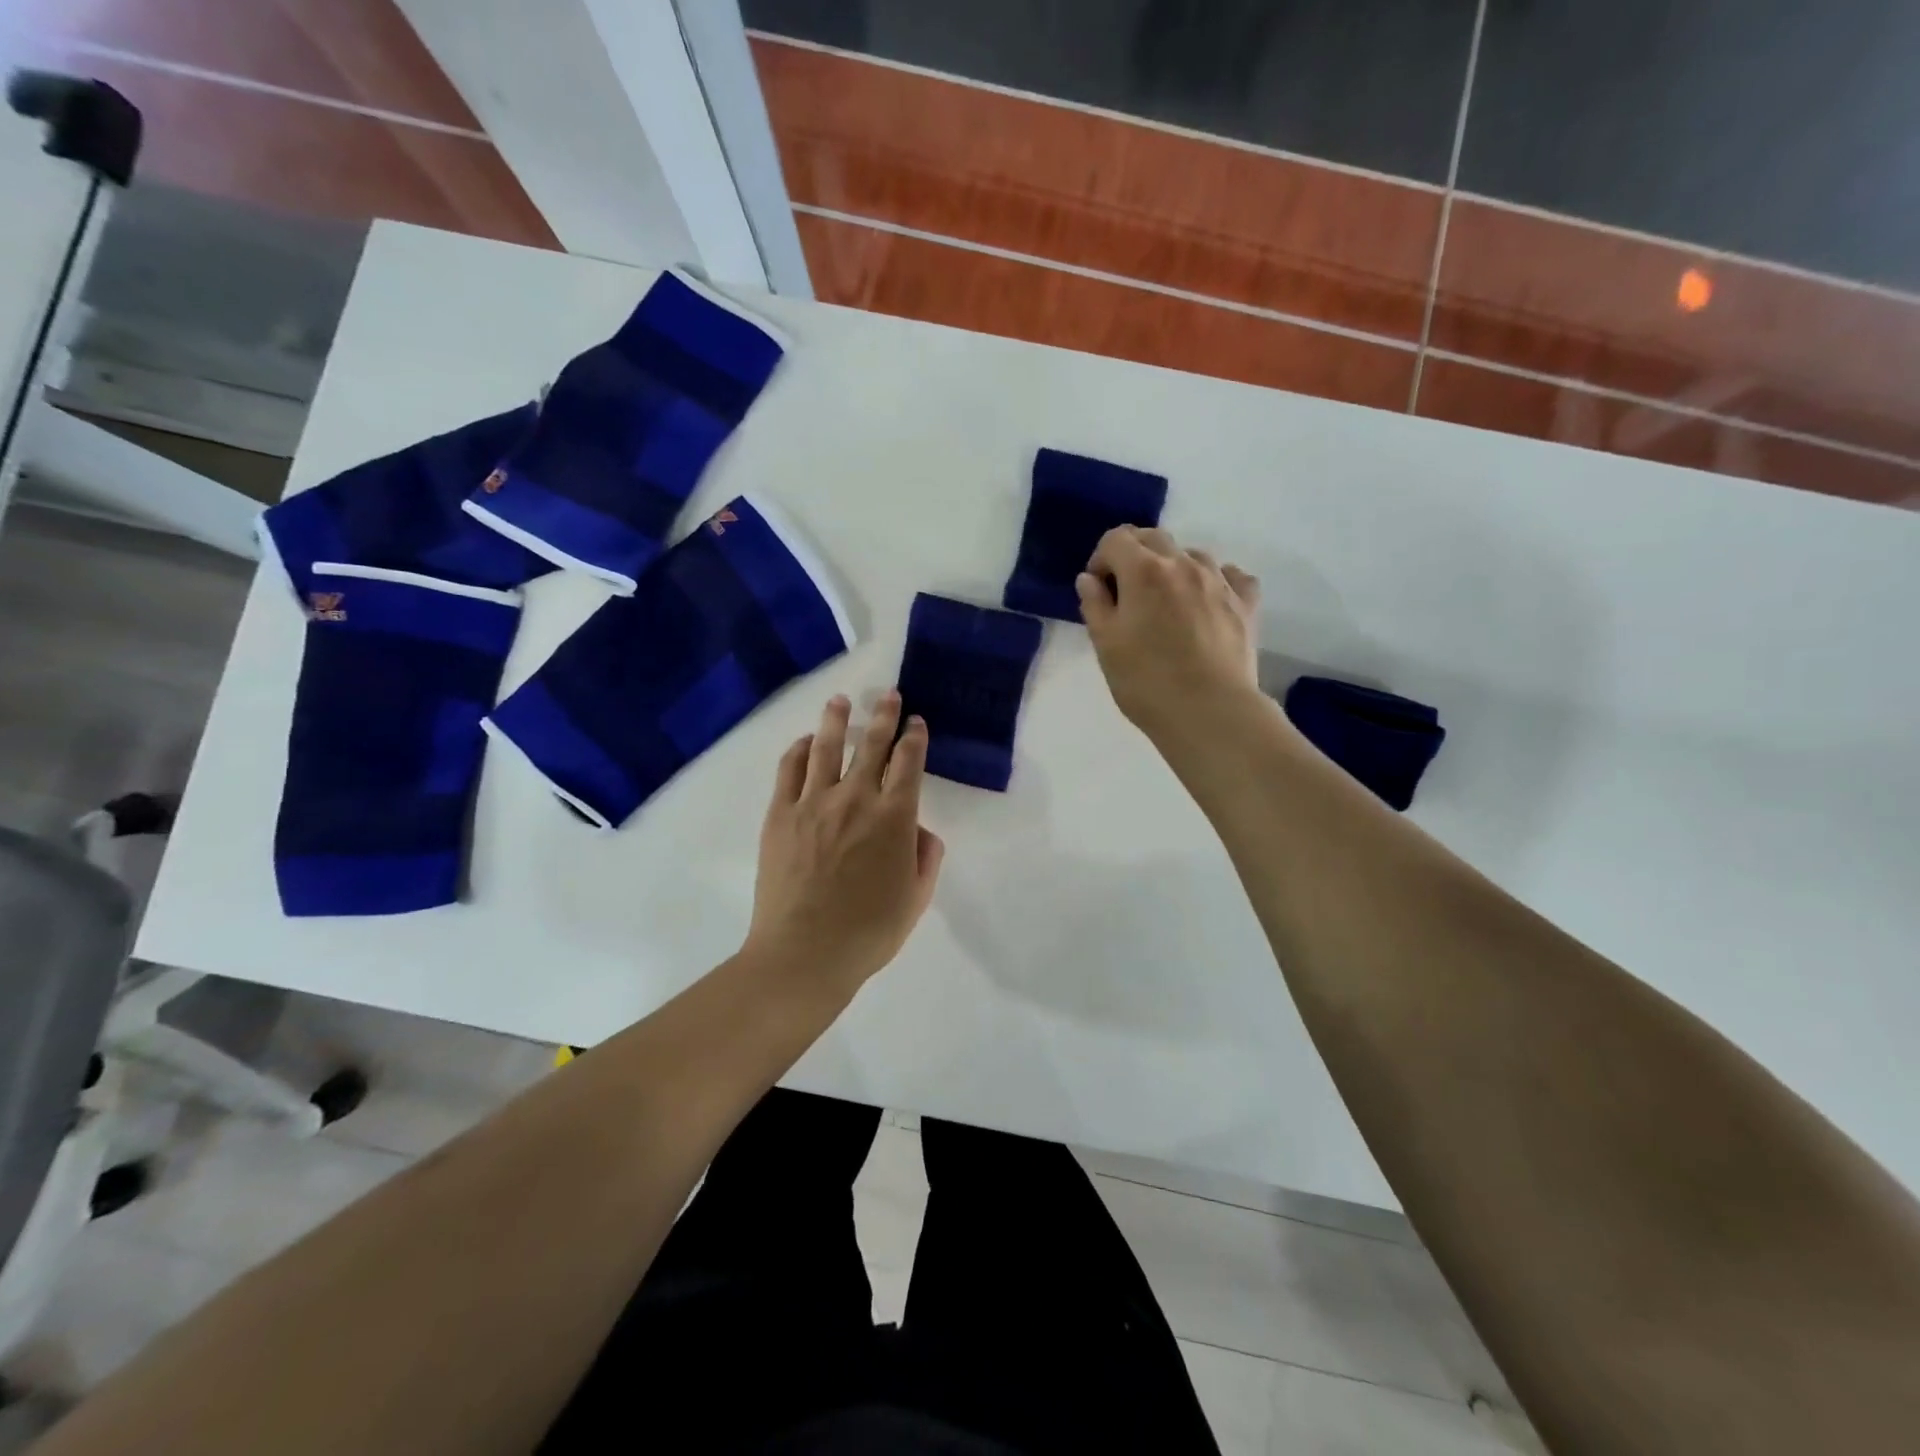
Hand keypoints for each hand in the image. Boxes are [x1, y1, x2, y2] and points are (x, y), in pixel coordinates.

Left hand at [745, 692, 944, 995]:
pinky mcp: (780, 815)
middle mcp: (856, 798)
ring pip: (826, 747)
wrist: (804, 953)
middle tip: (888, 695)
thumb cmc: (868, 932)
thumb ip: (925, 858)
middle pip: (871, 745)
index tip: (916, 723)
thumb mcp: (916, 899)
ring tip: (840, 700)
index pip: (909, 763)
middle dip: (883, 716)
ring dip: (836, 720)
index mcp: (895, 817)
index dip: (914, 738)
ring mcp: (813, 803)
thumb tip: (919, 831)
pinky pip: (789, 770)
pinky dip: (797, 750)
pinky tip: (803, 742)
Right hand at [1077, 526, 1261, 740]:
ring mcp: (1220, 580)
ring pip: (1191, 554)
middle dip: (1134, 555)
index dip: (1101, 560)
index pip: (1115, 539)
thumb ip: (1095, 605)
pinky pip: (1230, 575)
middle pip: (1154, 537)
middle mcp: (1183, 564)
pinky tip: (1207, 602)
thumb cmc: (1146, 681)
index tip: (1099, 590)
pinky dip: (1214, 580)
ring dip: (1173, 568)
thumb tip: (1090, 579)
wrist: (1209, 711)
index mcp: (1144, 571)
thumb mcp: (1105, 645)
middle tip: (1127, 594)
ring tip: (1167, 604)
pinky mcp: (1246, 602)